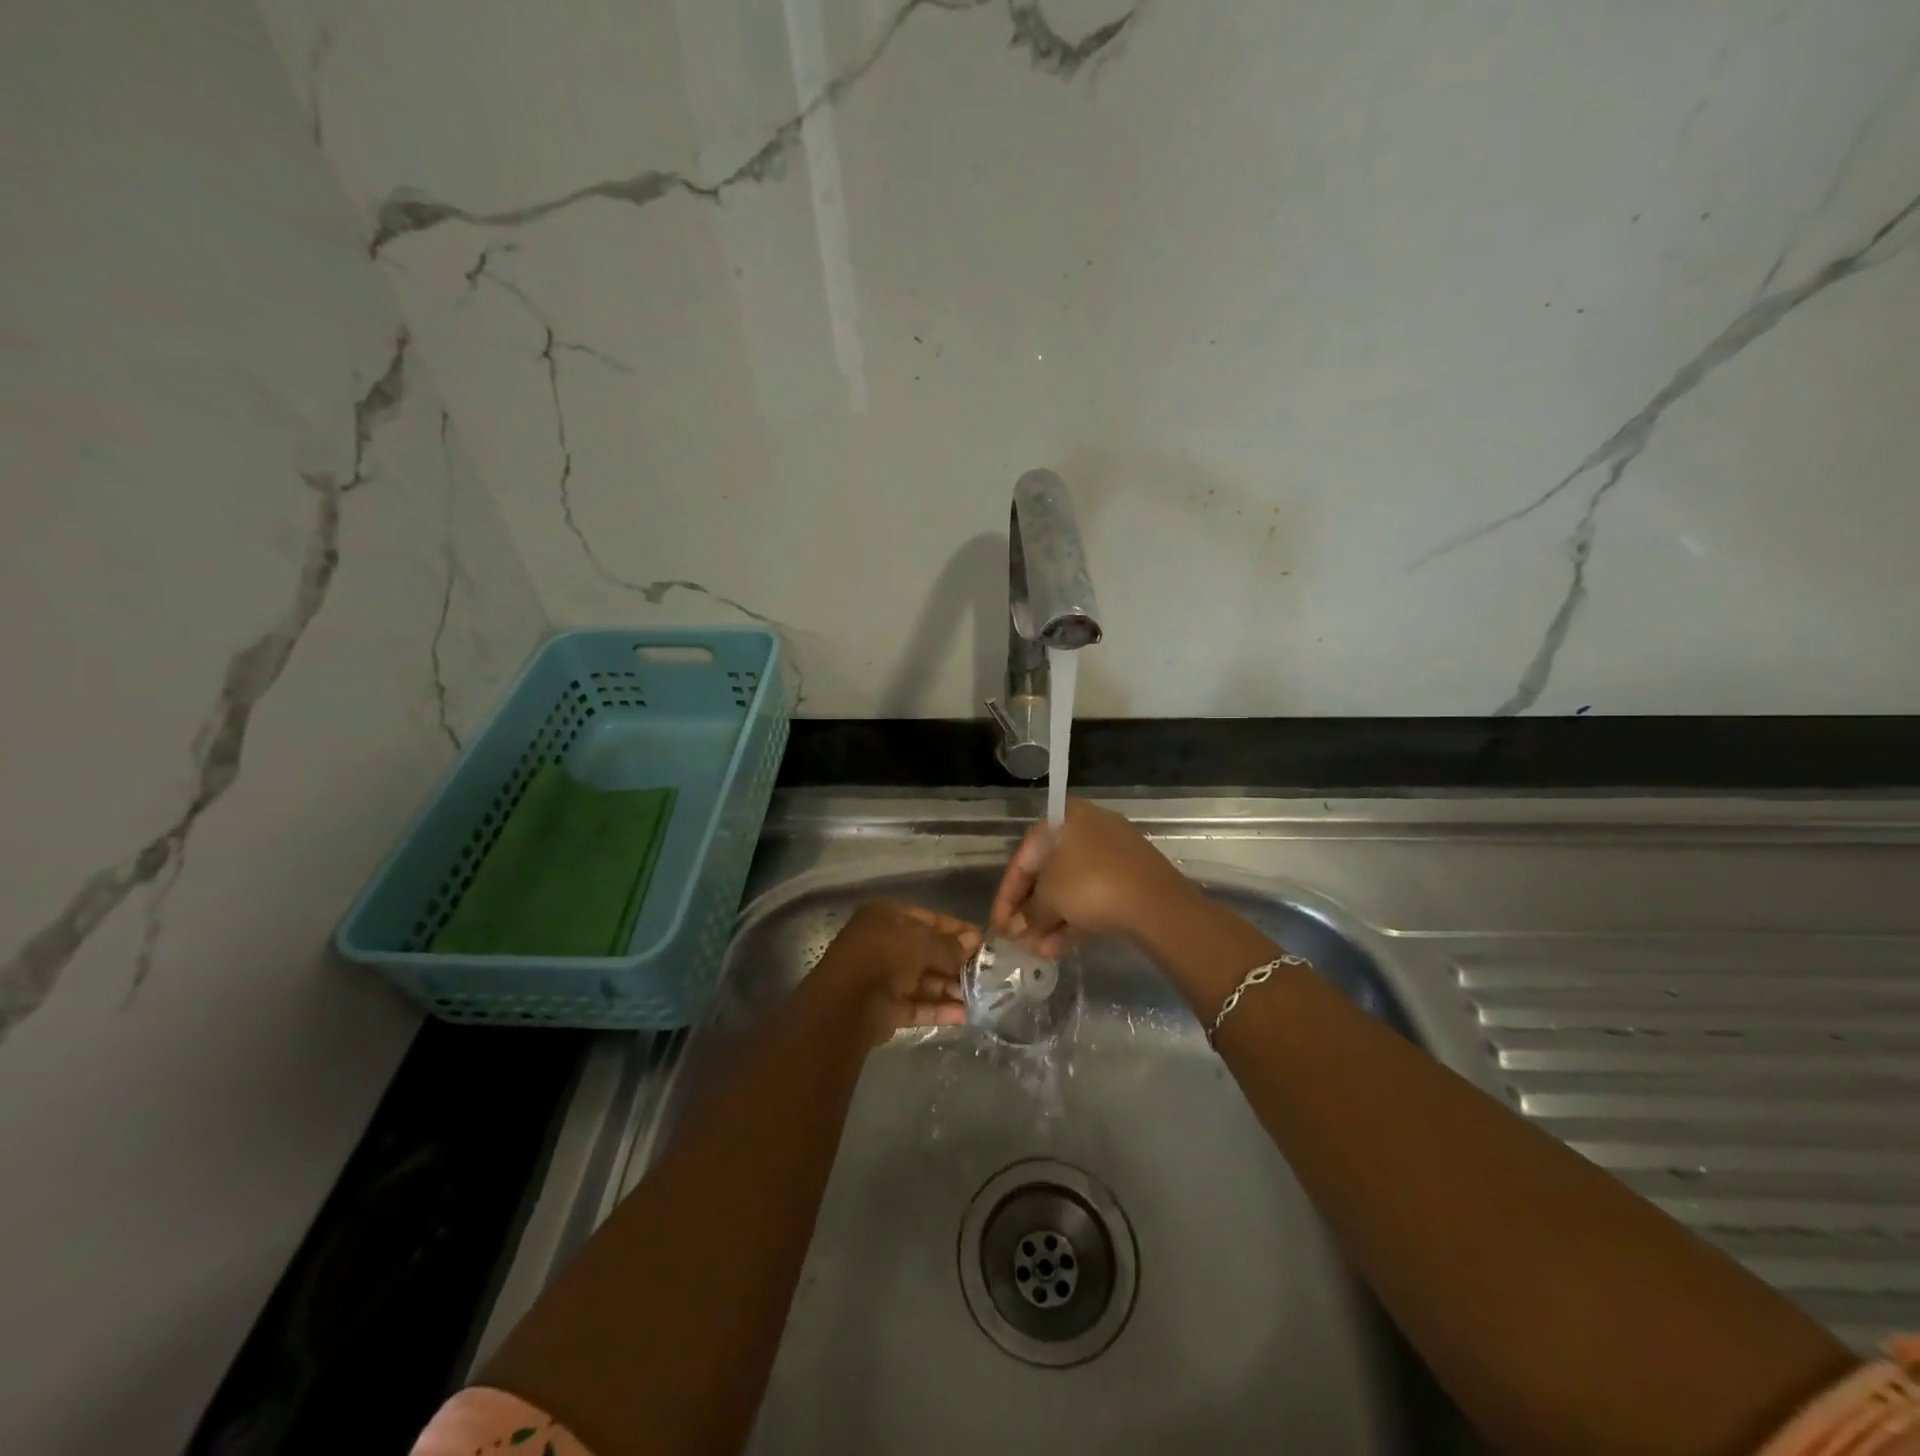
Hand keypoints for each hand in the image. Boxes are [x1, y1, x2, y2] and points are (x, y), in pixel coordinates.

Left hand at [811, 900, 979, 1044]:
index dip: (956, 930)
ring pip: (922, 980)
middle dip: (955, 963)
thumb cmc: (885, 956)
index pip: (928, 919)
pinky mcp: (884, 1008)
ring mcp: (882, 976)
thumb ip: (949, 945)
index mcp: (885, 916)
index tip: (982, 942)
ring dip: (949, 988)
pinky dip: (937, 1009)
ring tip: (980, 997)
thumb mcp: (922, 942)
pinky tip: (963, 1015)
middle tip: (985, 973)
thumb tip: (974, 941)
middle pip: (926, 951)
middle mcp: (882, 943)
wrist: (847, 1005)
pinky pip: (916, 1005)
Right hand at [989, 799, 1193, 955]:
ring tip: (1036, 951)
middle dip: (1031, 910)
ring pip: (1071, 888)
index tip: (998, 924)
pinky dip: (1074, 919)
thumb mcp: (1049, 897)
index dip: (1007, 893)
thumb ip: (1029, 912)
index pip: (1025, 856)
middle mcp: (1089, 828)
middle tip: (1017, 939)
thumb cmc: (1091, 885)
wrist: (1157, 904)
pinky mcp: (1130, 879)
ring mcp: (1113, 854)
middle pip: (1048, 872)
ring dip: (1050, 920)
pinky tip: (1057, 949)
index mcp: (1066, 818)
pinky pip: (1093, 896)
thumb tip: (1018, 928)